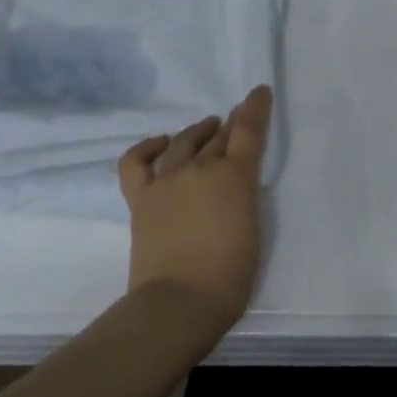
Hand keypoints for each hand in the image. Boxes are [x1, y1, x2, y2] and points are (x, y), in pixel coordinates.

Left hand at [118, 85, 273, 339]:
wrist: (178, 304)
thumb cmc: (228, 277)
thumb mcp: (253, 230)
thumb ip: (243, 199)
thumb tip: (231, 187)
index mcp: (235, 178)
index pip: (249, 131)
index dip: (255, 108)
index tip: (259, 92)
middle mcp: (200, 170)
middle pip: (218, 137)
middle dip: (231, 123)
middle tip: (237, 118)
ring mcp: (167, 182)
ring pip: (184, 143)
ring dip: (198, 131)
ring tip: (207, 128)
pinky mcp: (141, 199)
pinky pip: (137, 162)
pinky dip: (148, 148)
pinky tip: (160, 143)